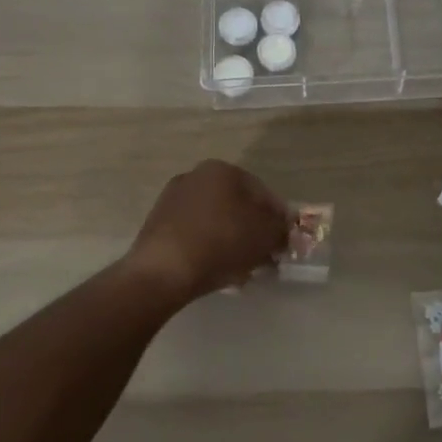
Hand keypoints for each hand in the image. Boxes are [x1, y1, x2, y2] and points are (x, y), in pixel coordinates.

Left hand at [125, 160, 289, 302]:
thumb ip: (281, 228)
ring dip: (232, 241)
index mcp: (223, 170)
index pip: (263, 193)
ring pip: (216, 221)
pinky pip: (194, 234)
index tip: (283, 243)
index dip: (278, 219)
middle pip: (237, 206)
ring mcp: (172, 200)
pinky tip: (216, 271)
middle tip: (263, 256)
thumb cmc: (222, 243)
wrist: (163, 271)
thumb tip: (282, 229)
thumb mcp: (266, 235)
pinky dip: (208, 248)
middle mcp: (196, 176)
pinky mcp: (157, 225)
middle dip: (253, 231)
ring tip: (241, 269)